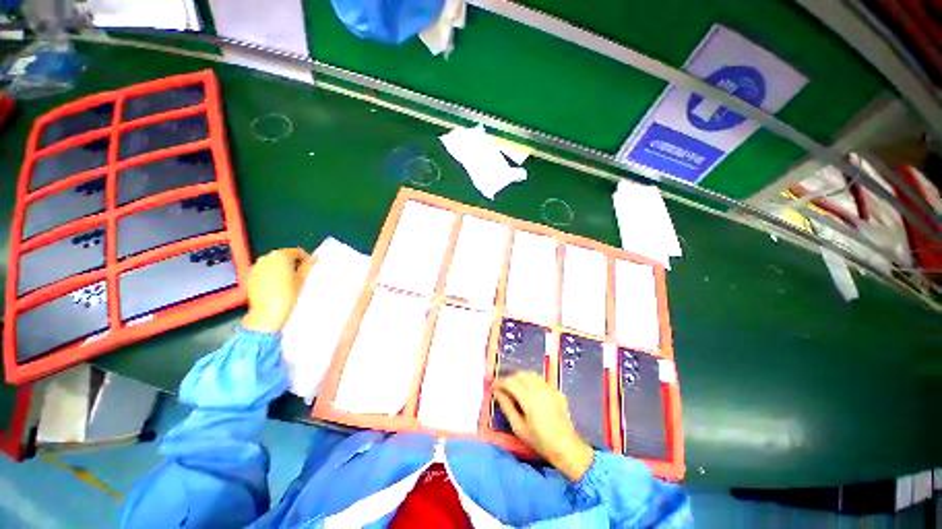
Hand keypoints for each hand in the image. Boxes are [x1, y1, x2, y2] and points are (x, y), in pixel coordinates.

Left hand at [241, 248, 311, 332]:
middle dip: (291, 263)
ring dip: (280, 268)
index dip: (305, 259)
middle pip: (283, 256)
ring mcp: (256, 267)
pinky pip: (263, 271)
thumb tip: (312, 259)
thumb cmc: (289, 294)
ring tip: (286, 281)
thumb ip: (307, 265)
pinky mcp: (250, 276)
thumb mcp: (303, 279)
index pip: (297, 252)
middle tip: (297, 275)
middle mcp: (266, 257)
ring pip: (272, 263)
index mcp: (281, 255)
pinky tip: (274, 286)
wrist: (268, 312)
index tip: (308, 269)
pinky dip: (269, 274)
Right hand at [492, 372, 593, 481]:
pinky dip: (532, 381)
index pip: (510, 382)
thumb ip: (506, 407)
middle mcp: (539, 388)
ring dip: (520, 378)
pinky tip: (530, 392)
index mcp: (528, 398)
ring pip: (531, 374)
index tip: (492, 386)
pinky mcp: (556, 391)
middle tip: (503, 389)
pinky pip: (541, 380)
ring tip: (515, 388)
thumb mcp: (518, 427)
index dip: (499, 382)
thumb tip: (497, 392)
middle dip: (509, 379)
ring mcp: (549, 388)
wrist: (566, 447)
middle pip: (520, 375)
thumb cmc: (539, 440)